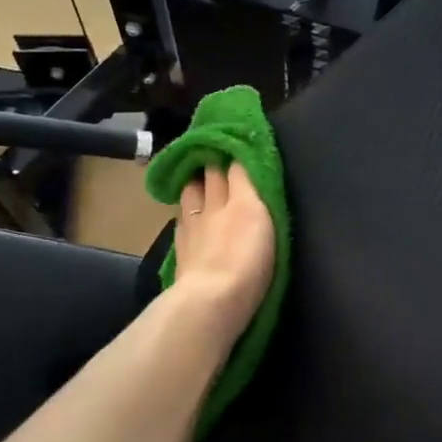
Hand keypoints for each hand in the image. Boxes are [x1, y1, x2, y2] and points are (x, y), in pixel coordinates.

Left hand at [170, 161, 275, 340]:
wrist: (212, 300)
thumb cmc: (249, 261)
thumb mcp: (260, 217)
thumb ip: (252, 187)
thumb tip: (242, 161)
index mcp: (239, 199)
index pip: (235, 166)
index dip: (235, 152)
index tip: (238, 141)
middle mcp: (212, 206)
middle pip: (209, 175)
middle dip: (212, 161)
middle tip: (217, 153)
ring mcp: (192, 228)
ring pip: (190, 194)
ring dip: (195, 183)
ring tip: (199, 181)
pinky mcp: (181, 250)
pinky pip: (182, 220)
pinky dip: (186, 212)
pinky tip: (188, 216)